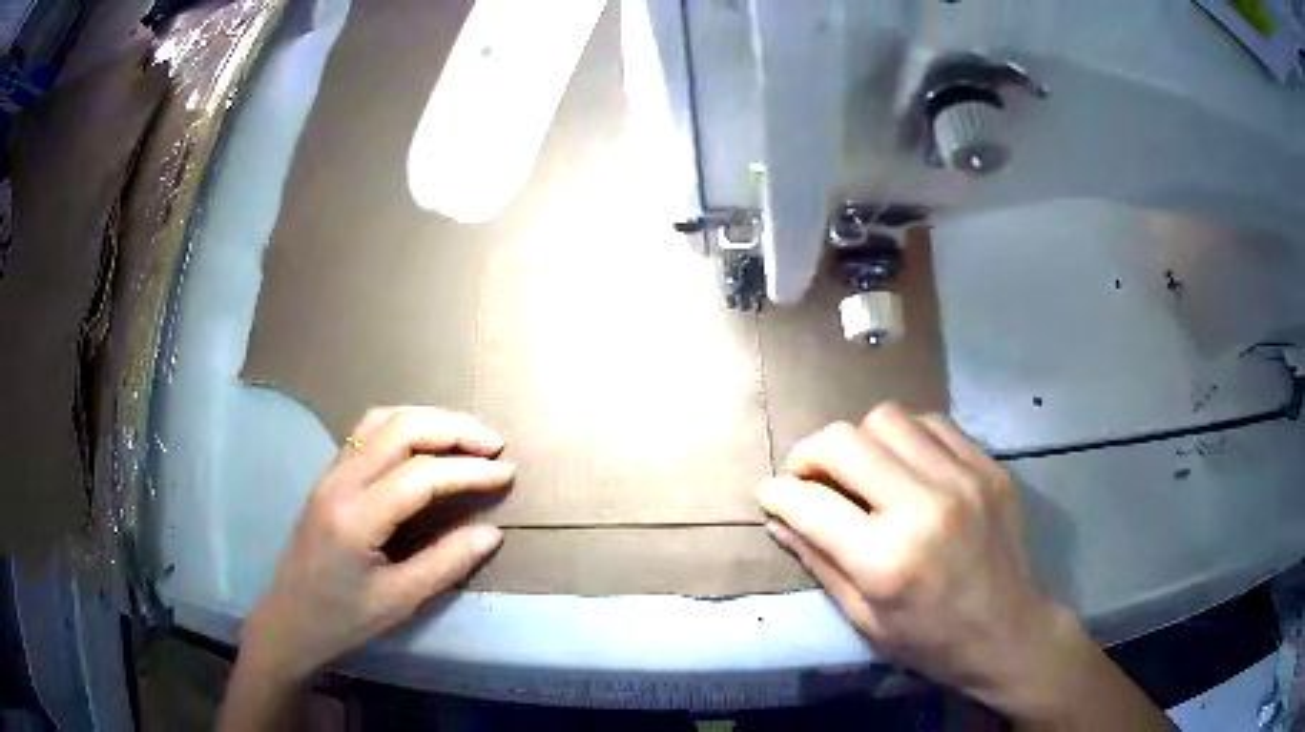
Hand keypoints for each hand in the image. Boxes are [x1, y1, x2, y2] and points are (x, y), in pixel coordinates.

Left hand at [241, 406, 512, 681]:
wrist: (289, 620)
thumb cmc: (344, 619)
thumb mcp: (400, 601)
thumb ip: (447, 563)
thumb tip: (492, 533)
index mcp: (356, 517)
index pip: (420, 475)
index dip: (468, 470)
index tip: (506, 473)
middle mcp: (340, 482)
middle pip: (400, 429)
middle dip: (452, 429)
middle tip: (493, 444)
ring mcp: (330, 474)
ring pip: (381, 421)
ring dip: (427, 420)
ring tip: (465, 434)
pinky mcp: (328, 476)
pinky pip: (366, 432)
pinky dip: (403, 425)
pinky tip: (424, 441)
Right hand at [757, 404, 1167, 728]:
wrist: (1008, 631)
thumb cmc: (929, 640)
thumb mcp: (863, 618)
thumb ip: (818, 560)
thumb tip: (777, 514)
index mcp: (888, 560)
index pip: (811, 503)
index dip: (779, 493)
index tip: (771, 493)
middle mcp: (926, 506)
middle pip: (846, 440)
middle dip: (810, 453)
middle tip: (808, 476)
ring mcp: (964, 479)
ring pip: (888, 418)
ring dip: (860, 441)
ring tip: (860, 470)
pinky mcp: (989, 467)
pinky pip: (932, 424)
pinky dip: (905, 438)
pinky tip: (905, 466)